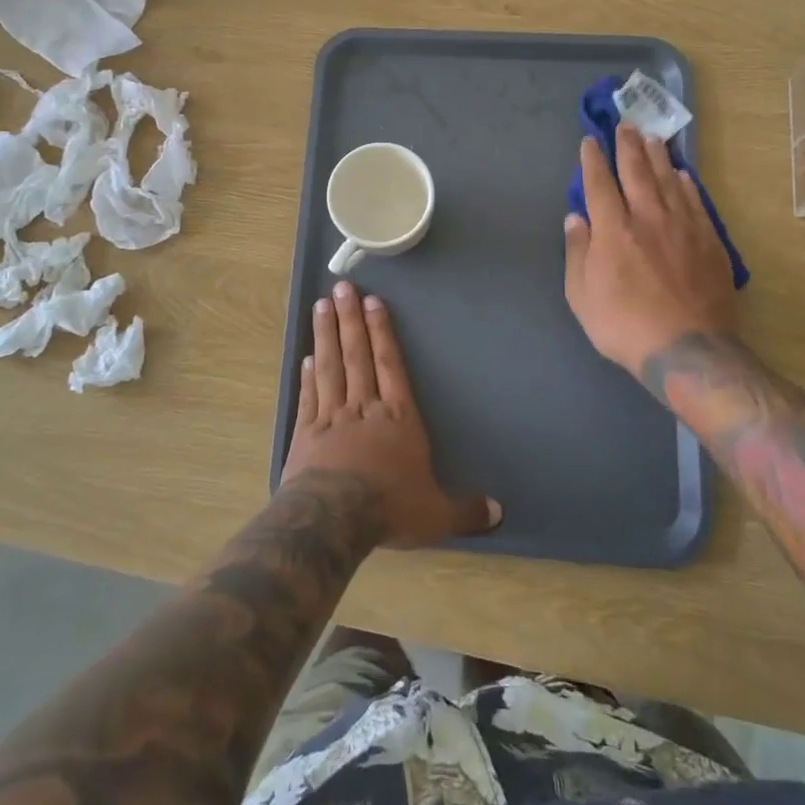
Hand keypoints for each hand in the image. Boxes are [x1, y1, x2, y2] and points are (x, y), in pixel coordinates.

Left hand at [282, 281, 500, 548]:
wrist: (334, 518)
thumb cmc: (390, 508)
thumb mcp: (436, 514)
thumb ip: (465, 510)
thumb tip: (499, 512)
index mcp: (398, 419)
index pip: (391, 365)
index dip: (382, 333)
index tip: (372, 303)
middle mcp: (364, 408)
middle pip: (357, 355)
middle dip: (351, 320)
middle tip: (342, 287)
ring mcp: (331, 417)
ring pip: (330, 368)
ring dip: (326, 335)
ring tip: (321, 305)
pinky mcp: (305, 434)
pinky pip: (309, 397)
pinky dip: (308, 376)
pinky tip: (306, 357)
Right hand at [564, 124, 739, 375]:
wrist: (686, 348)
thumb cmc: (623, 325)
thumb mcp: (581, 295)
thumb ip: (578, 251)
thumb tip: (576, 218)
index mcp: (613, 229)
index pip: (599, 183)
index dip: (592, 160)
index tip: (589, 141)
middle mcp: (648, 217)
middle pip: (637, 171)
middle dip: (627, 146)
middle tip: (625, 125)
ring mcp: (683, 227)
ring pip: (669, 180)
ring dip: (658, 156)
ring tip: (652, 137)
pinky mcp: (708, 241)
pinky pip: (696, 201)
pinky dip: (687, 183)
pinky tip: (683, 174)